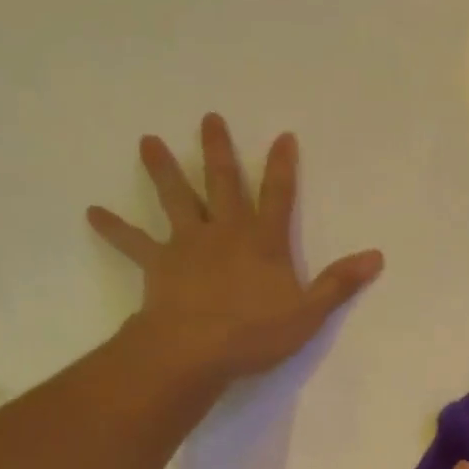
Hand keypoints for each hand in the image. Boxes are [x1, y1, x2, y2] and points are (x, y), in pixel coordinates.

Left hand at [87, 114, 383, 379]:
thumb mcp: (308, 313)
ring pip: (176, 199)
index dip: (282, 167)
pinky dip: (114, 228)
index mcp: (263, 242)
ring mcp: (188, 244)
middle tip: (209, 117)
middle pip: (223, 183)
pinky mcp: (158, 264)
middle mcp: (225, 232)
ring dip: (163, 170)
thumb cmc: (255, 334)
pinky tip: (92, 213)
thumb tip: (376, 257)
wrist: (195, 350)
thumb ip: (338, 284)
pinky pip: (133, 242)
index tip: (282, 136)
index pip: (278, 196)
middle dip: (219, 150)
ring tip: (148, 141)